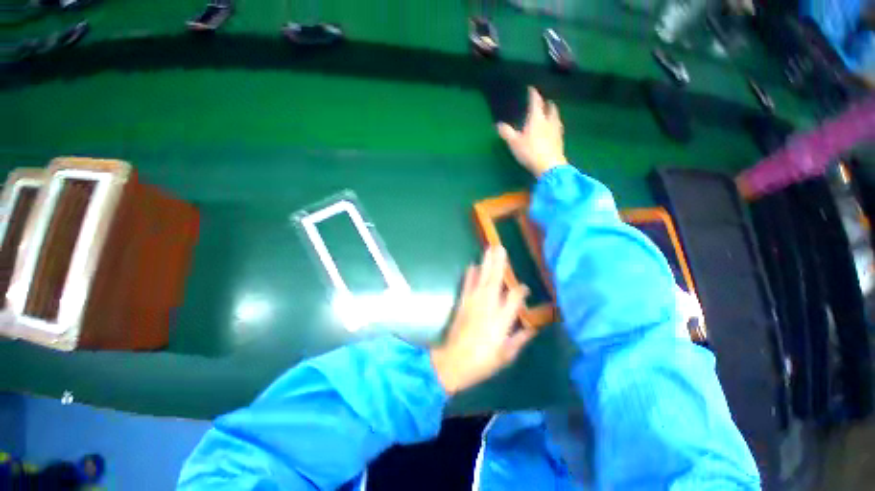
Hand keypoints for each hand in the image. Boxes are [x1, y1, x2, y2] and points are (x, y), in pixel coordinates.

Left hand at [430, 246, 534, 394]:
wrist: (451, 362)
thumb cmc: (482, 362)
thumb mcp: (506, 355)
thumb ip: (520, 339)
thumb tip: (532, 329)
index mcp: (502, 319)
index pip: (515, 297)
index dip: (521, 290)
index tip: (525, 289)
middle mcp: (488, 306)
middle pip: (496, 280)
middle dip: (499, 263)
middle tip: (501, 247)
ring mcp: (473, 302)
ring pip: (482, 278)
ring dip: (486, 263)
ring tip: (489, 249)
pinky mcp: (462, 303)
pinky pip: (467, 284)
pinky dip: (470, 274)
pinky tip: (472, 265)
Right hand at [497, 87, 567, 176]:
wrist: (549, 165)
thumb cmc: (530, 152)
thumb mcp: (514, 143)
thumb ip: (507, 133)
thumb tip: (498, 125)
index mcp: (537, 118)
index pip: (536, 102)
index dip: (533, 94)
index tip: (532, 88)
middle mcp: (549, 121)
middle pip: (550, 108)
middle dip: (547, 103)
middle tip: (544, 102)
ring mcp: (556, 131)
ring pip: (556, 117)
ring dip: (553, 113)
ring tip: (550, 114)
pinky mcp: (560, 141)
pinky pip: (558, 128)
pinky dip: (555, 125)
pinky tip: (553, 130)